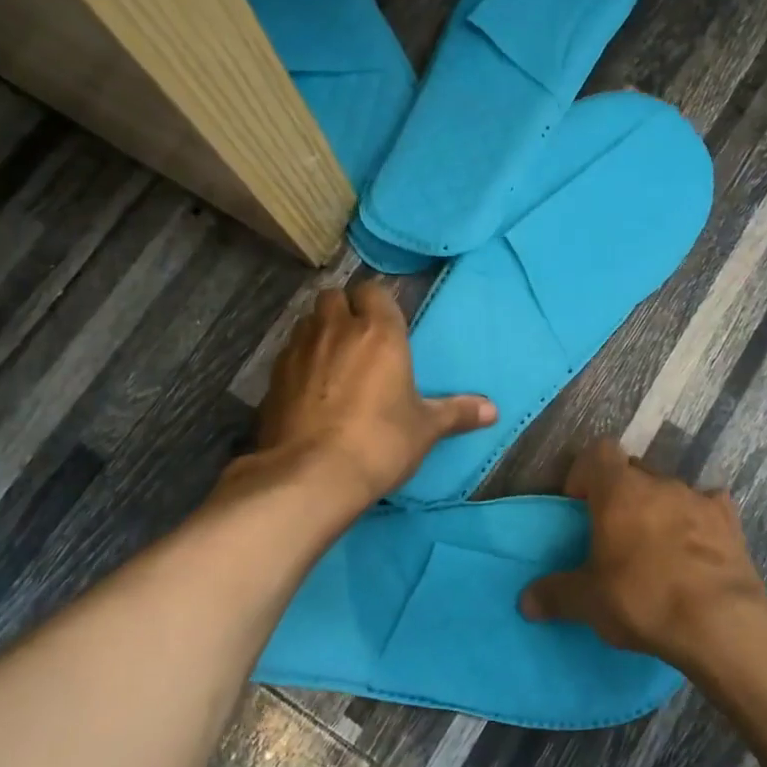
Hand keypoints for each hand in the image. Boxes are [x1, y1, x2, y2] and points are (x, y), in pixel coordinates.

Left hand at [254, 280, 495, 507]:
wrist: (312, 475)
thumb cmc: (381, 442)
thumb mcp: (425, 429)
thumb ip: (457, 412)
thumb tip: (493, 410)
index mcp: (379, 332)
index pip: (374, 291)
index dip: (377, 303)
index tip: (386, 324)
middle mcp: (336, 329)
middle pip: (333, 296)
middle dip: (343, 309)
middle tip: (357, 337)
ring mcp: (300, 350)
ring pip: (307, 321)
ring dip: (319, 331)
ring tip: (331, 359)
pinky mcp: (272, 377)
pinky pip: (288, 353)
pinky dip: (299, 361)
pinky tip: (308, 388)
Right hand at [520, 438, 766, 668]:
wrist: (720, 622)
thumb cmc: (643, 599)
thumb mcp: (590, 602)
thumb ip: (556, 595)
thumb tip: (525, 602)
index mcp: (618, 490)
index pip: (598, 451)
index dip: (586, 473)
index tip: (580, 505)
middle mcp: (658, 482)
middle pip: (633, 472)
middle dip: (622, 494)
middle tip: (615, 532)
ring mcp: (698, 498)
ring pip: (669, 490)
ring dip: (659, 509)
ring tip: (656, 549)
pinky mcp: (729, 520)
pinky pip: (708, 508)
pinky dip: (698, 521)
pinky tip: (696, 549)